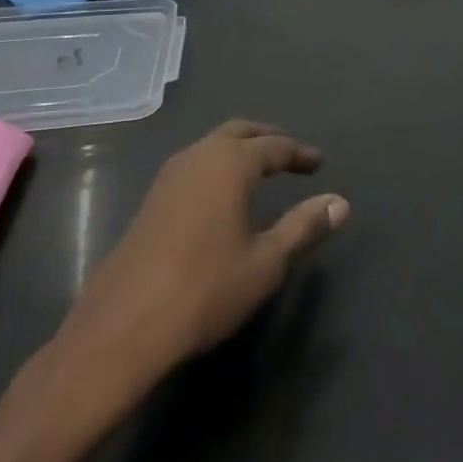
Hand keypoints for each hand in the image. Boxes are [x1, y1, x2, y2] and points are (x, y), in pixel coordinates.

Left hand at [32, 121, 347, 423]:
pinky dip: (218, 167)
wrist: (122, 329)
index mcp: (230, 164)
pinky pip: (194, 166)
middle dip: (268, 139)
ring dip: (239, 150)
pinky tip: (222, 197)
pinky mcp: (150, 200)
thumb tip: (340, 202)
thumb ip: (304, 227)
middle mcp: (198, 157)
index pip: (274, 146)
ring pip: (212, 146)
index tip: (319, 164)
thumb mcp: (266, 262)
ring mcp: (168, 177)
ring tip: (261, 172)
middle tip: (291, 156)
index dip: (299, 154)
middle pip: (239, 132)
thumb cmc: (204, 290)